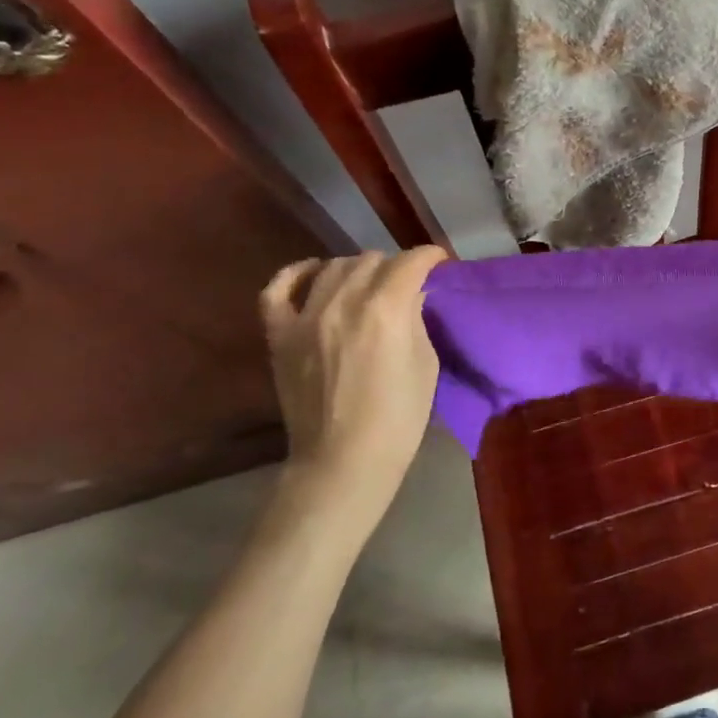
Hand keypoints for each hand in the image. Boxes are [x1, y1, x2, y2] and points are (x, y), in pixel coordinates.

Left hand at [259, 248, 449, 513]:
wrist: (343, 461)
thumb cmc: (398, 417)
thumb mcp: (425, 364)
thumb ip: (416, 320)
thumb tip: (411, 294)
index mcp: (386, 310)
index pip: (410, 262)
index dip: (430, 256)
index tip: (439, 262)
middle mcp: (343, 302)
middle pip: (372, 260)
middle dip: (396, 266)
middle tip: (407, 284)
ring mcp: (305, 317)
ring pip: (333, 267)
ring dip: (357, 268)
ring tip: (369, 283)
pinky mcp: (280, 336)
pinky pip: (277, 290)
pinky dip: (296, 274)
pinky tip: (314, 271)